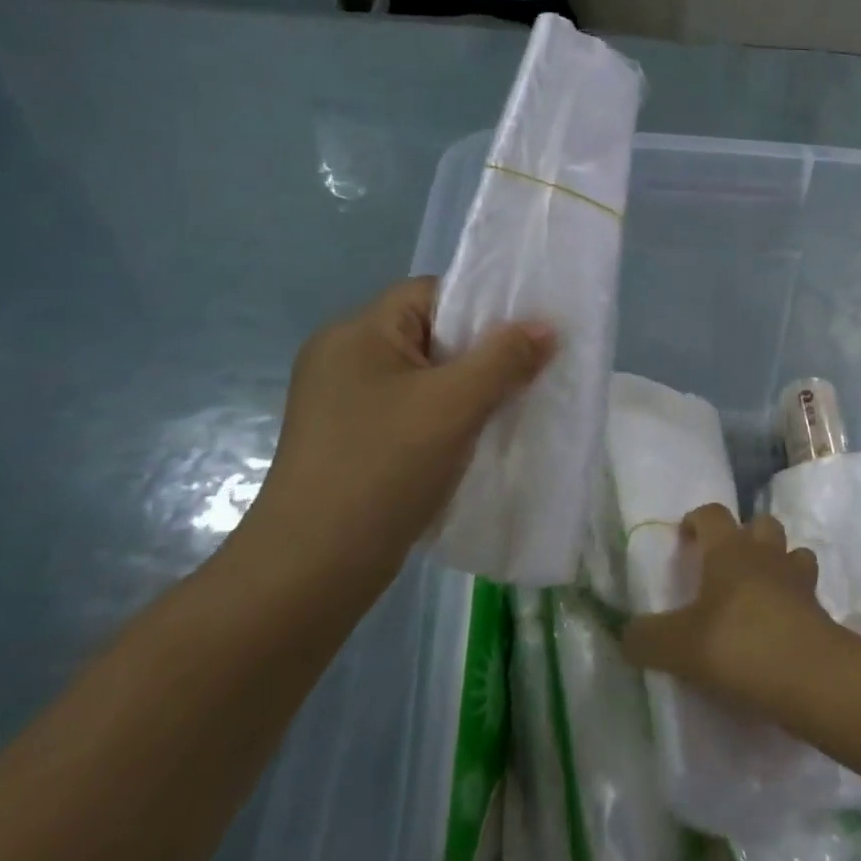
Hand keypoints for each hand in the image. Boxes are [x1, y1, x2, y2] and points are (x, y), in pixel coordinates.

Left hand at [252, 277, 555, 575]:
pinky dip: (446, 417)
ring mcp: (344, 402)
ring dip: (467, 389)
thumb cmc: (384, 468)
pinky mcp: (351, 440)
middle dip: (481, 352)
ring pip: (424, 376)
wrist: (314, 567)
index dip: (482, 307)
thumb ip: (505, 358)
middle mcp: (344, 358)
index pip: (430, 293)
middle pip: (429, 334)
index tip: (524, 337)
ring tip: (509, 406)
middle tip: (527, 373)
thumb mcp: (454, 405)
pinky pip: (411, 410)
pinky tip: (474, 439)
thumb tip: (546, 327)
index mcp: (357, 333)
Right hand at [620, 504, 845, 711]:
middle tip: (725, 565)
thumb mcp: (677, 646)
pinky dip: (794, 599)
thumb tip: (626, 634)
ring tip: (758, 591)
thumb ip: (645, 638)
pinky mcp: (820, 609)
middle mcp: (766, 554)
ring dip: (777, 563)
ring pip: (792, 552)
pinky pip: (806, 591)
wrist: (808, 675)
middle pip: (761, 524)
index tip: (685, 537)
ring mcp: (798, 579)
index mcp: (729, 550)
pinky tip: (779, 623)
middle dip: (745, 536)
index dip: (697, 520)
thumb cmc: (738, 644)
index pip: (712, 514)